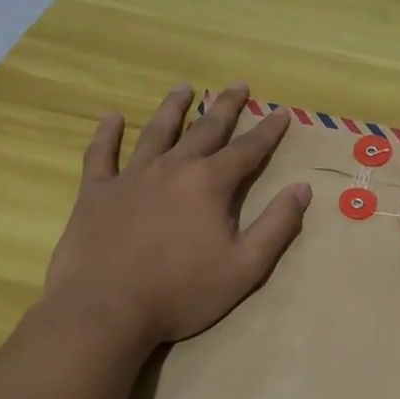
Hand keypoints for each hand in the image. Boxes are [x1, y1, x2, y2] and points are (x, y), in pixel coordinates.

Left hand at [42, 83, 310, 351]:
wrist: (105, 313)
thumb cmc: (181, 292)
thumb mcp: (245, 267)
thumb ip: (277, 225)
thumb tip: (303, 188)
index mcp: (210, 183)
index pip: (248, 149)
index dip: (268, 130)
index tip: (282, 112)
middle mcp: (174, 168)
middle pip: (205, 128)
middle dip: (226, 106)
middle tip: (238, 85)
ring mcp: (132, 177)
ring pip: (157, 132)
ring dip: (173, 108)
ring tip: (184, 88)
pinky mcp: (97, 193)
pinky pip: (101, 155)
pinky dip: (106, 134)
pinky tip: (111, 117)